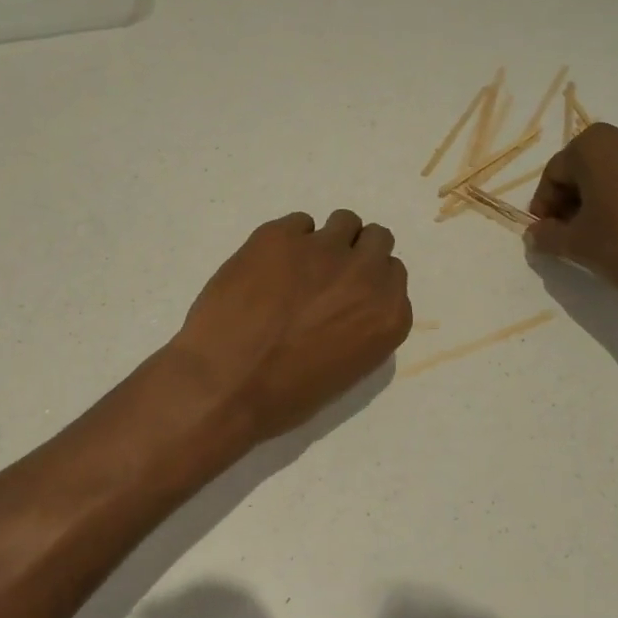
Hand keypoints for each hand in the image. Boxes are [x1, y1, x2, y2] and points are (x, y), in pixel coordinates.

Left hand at [172, 211, 412, 440]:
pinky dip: (286, 241)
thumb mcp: (346, 369)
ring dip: (327, 240)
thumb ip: (362, 326)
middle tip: (327, 274)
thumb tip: (350, 304)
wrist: (224, 384)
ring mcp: (323, 248)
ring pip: (344, 221)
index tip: (348, 294)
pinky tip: (265, 268)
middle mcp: (365, 273)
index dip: (369, 281)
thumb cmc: (285, 396)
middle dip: (357, 252)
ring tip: (297, 266)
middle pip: (377, 239)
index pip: (393, 274)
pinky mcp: (280, 235)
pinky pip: (298, 223)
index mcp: (388, 314)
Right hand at [526, 121, 617, 315]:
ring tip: (612, 229)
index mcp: (595, 144)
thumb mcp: (577, 246)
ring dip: (610, 193)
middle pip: (590, 166)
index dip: (546, 205)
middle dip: (578, 197)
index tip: (546, 231)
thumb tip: (534, 234)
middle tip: (576, 231)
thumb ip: (547, 236)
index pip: (556, 173)